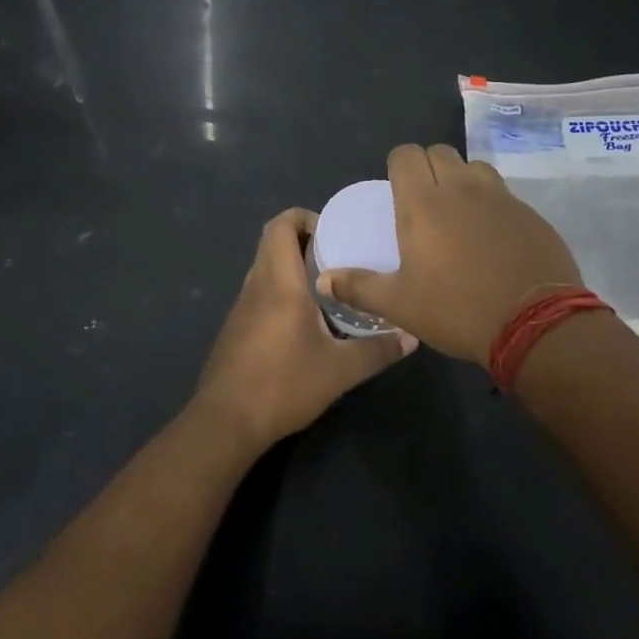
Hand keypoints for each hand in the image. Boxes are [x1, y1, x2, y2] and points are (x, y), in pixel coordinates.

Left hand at [194, 208, 415, 451]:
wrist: (226, 422)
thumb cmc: (283, 384)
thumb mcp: (339, 370)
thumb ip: (377, 350)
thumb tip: (412, 336)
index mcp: (278, 282)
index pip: (280, 225)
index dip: (304, 217)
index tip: (334, 231)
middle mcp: (256, 285)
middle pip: (272, 242)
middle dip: (304, 240)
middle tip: (340, 256)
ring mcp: (241, 307)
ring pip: (265, 267)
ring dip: (292, 266)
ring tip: (329, 285)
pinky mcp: (236, 328)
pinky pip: (260, 291)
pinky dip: (281, 289)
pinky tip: (305, 319)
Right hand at [316, 143, 580, 365]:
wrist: (534, 325)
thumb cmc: (457, 310)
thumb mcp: (399, 305)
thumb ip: (358, 287)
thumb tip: (323, 280)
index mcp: (423, 203)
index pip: (405, 154)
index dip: (398, 165)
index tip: (396, 189)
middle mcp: (461, 188)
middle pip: (439, 152)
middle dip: (428, 167)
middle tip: (424, 201)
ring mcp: (500, 197)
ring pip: (474, 167)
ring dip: (462, 179)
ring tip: (460, 213)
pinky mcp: (530, 213)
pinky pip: (504, 194)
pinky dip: (492, 203)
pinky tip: (493, 237)